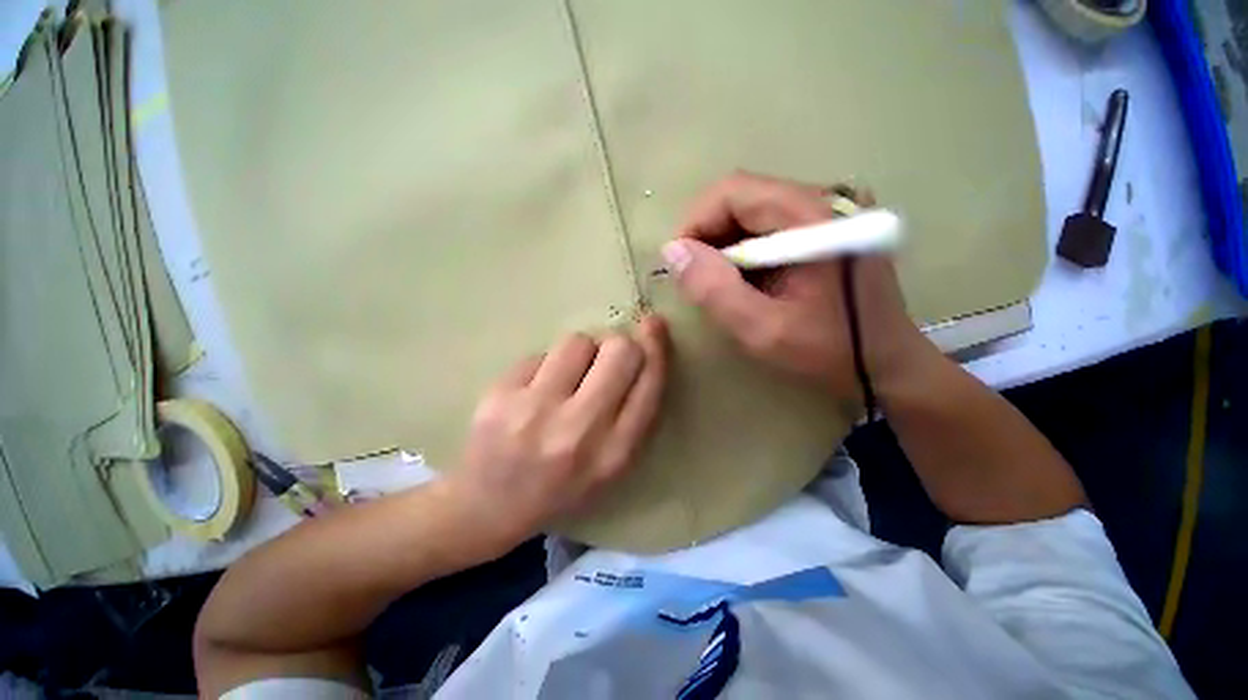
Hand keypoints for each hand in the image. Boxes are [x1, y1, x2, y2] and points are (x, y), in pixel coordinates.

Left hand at [445, 317, 669, 548]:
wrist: (489, 507)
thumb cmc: (562, 486)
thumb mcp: (613, 464)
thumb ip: (634, 413)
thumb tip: (644, 348)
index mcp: (615, 453)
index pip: (649, 382)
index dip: (656, 348)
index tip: (654, 325)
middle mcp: (579, 430)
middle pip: (619, 350)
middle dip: (618, 345)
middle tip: (606, 358)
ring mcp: (535, 411)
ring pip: (577, 341)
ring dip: (580, 352)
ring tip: (567, 377)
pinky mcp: (500, 395)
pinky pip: (540, 353)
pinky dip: (546, 365)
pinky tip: (534, 391)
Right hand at [661, 171, 924, 404]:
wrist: (887, 364)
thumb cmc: (828, 351)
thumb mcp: (762, 329)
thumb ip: (714, 289)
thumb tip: (672, 252)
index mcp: (813, 217)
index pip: (735, 192)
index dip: (696, 222)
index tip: (678, 262)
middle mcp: (823, 199)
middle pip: (743, 196)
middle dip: (707, 234)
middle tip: (694, 276)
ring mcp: (828, 210)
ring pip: (753, 209)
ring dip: (723, 242)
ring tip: (718, 281)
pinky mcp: (826, 225)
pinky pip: (769, 224)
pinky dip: (744, 248)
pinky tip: (745, 278)